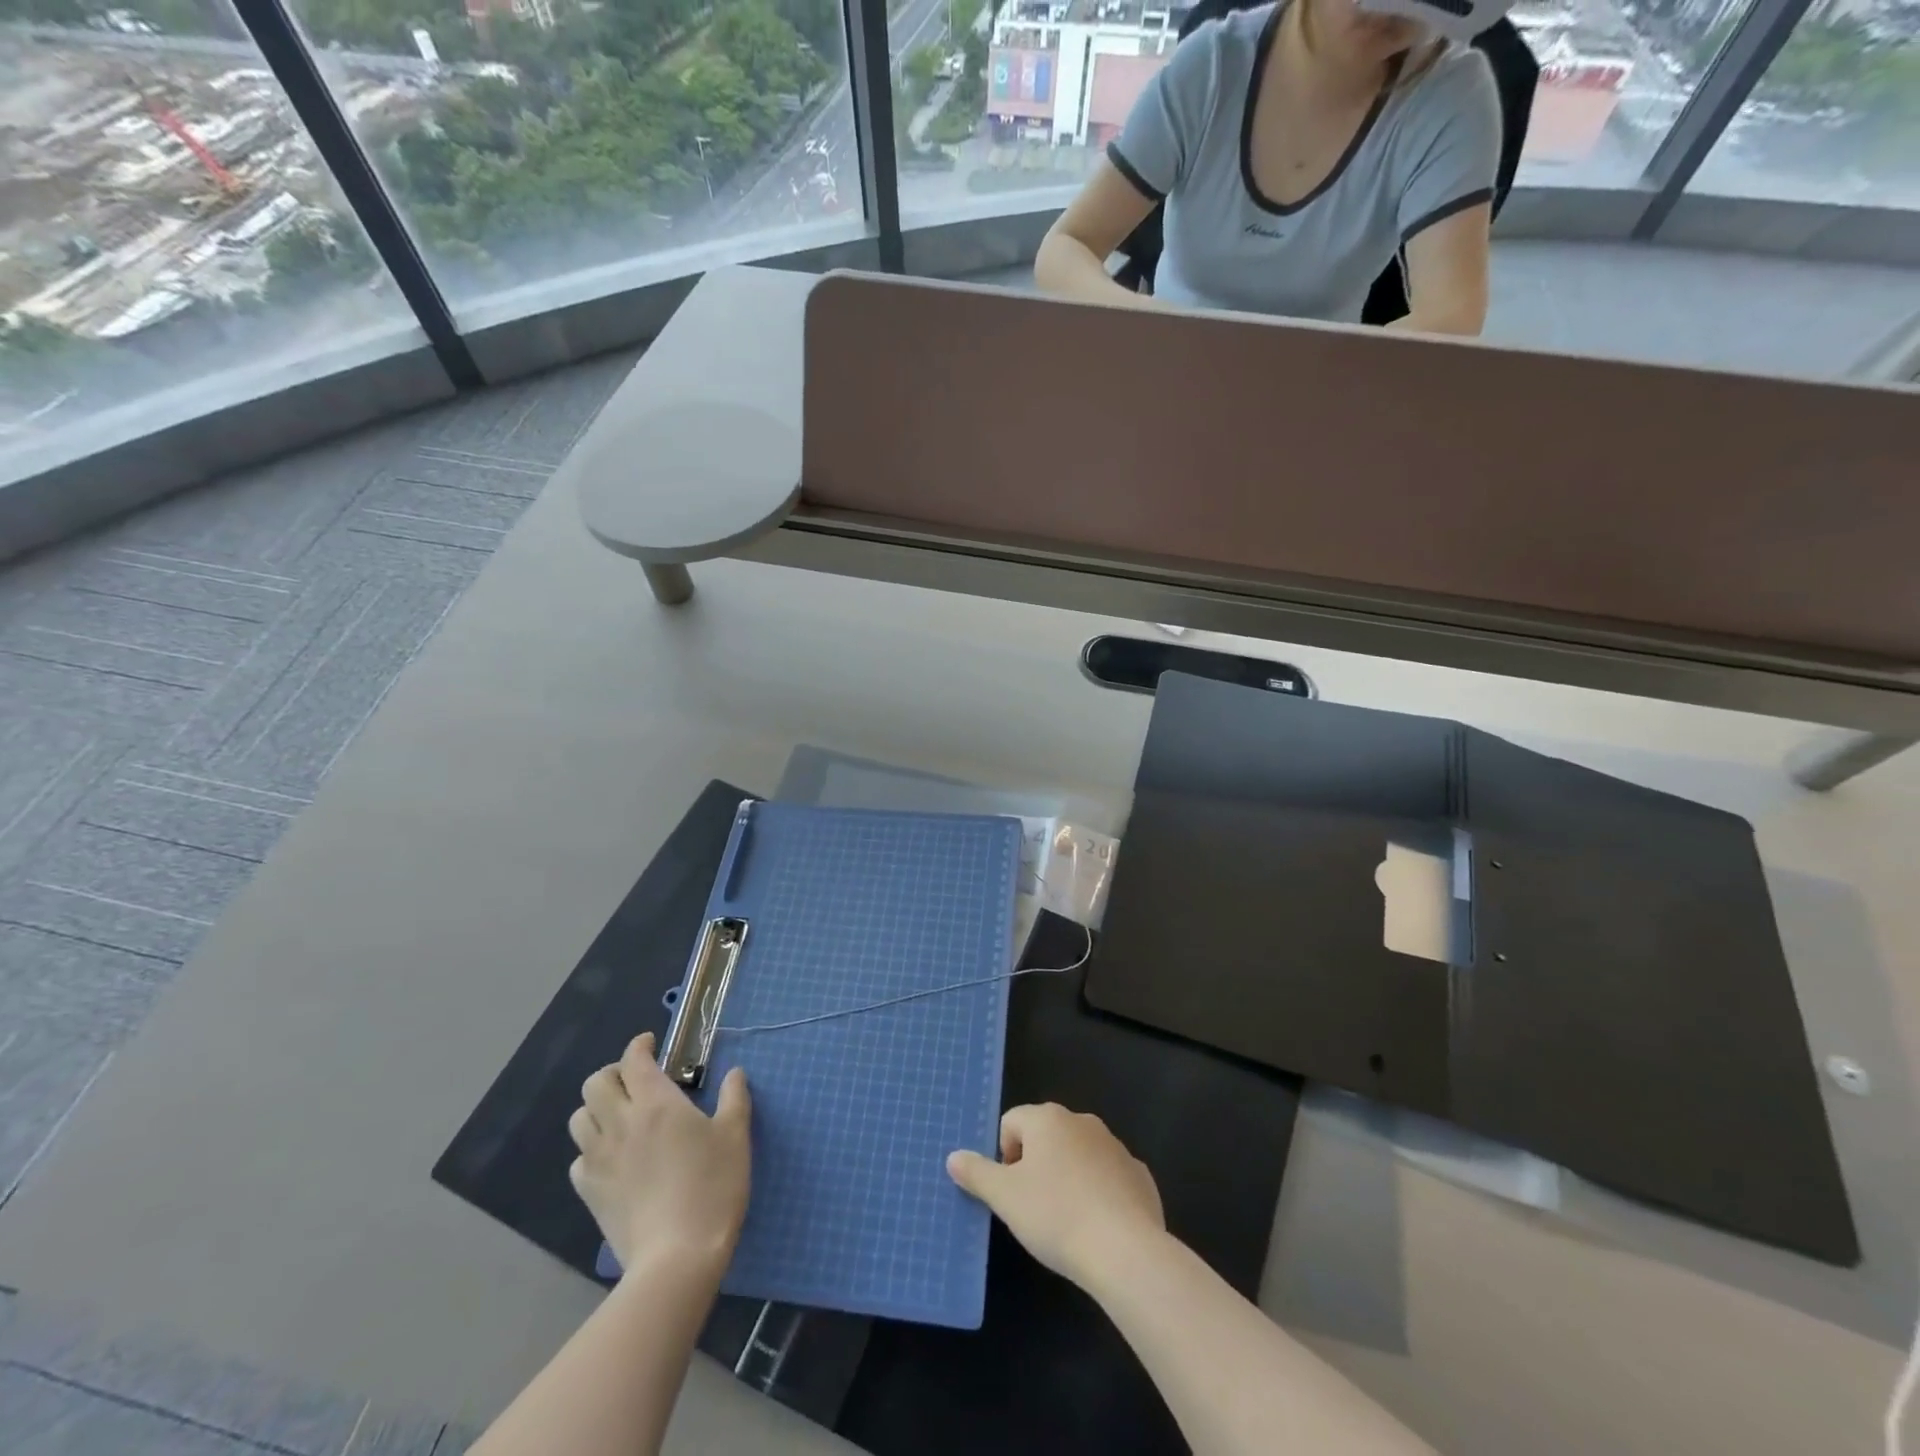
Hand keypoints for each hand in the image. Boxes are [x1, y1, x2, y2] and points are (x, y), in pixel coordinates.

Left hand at [568, 1032, 751, 1273]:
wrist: (677, 1257)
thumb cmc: (713, 1187)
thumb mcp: (736, 1136)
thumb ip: (734, 1098)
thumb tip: (734, 1073)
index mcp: (656, 1103)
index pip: (634, 1060)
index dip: (639, 1046)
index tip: (651, 1043)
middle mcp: (620, 1124)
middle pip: (596, 1083)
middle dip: (614, 1073)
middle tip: (636, 1080)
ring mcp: (599, 1160)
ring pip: (580, 1118)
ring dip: (597, 1109)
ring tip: (621, 1116)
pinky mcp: (589, 1192)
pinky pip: (579, 1158)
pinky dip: (592, 1148)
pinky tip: (614, 1158)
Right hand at [946, 1103, 1164, 1288]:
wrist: (1125, 1250)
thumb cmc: (1056, 1215)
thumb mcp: (1005, 1198)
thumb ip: (976, 1173)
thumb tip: (954, 1157)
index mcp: (1048, 1119)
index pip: (1012, 1123)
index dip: (1004, 1157)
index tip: (1011, 1192)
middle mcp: (1082, 1121)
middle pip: (1046, 1136)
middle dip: (1036, 1165)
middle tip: (1033, 1207)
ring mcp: (1115, 1146)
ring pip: (1078, 1155)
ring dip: (1067, 1177)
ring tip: (1066, 1220)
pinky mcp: (1139, 1174)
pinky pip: (1108, 1177)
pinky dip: (1099, 1193)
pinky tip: (1098, 1227)